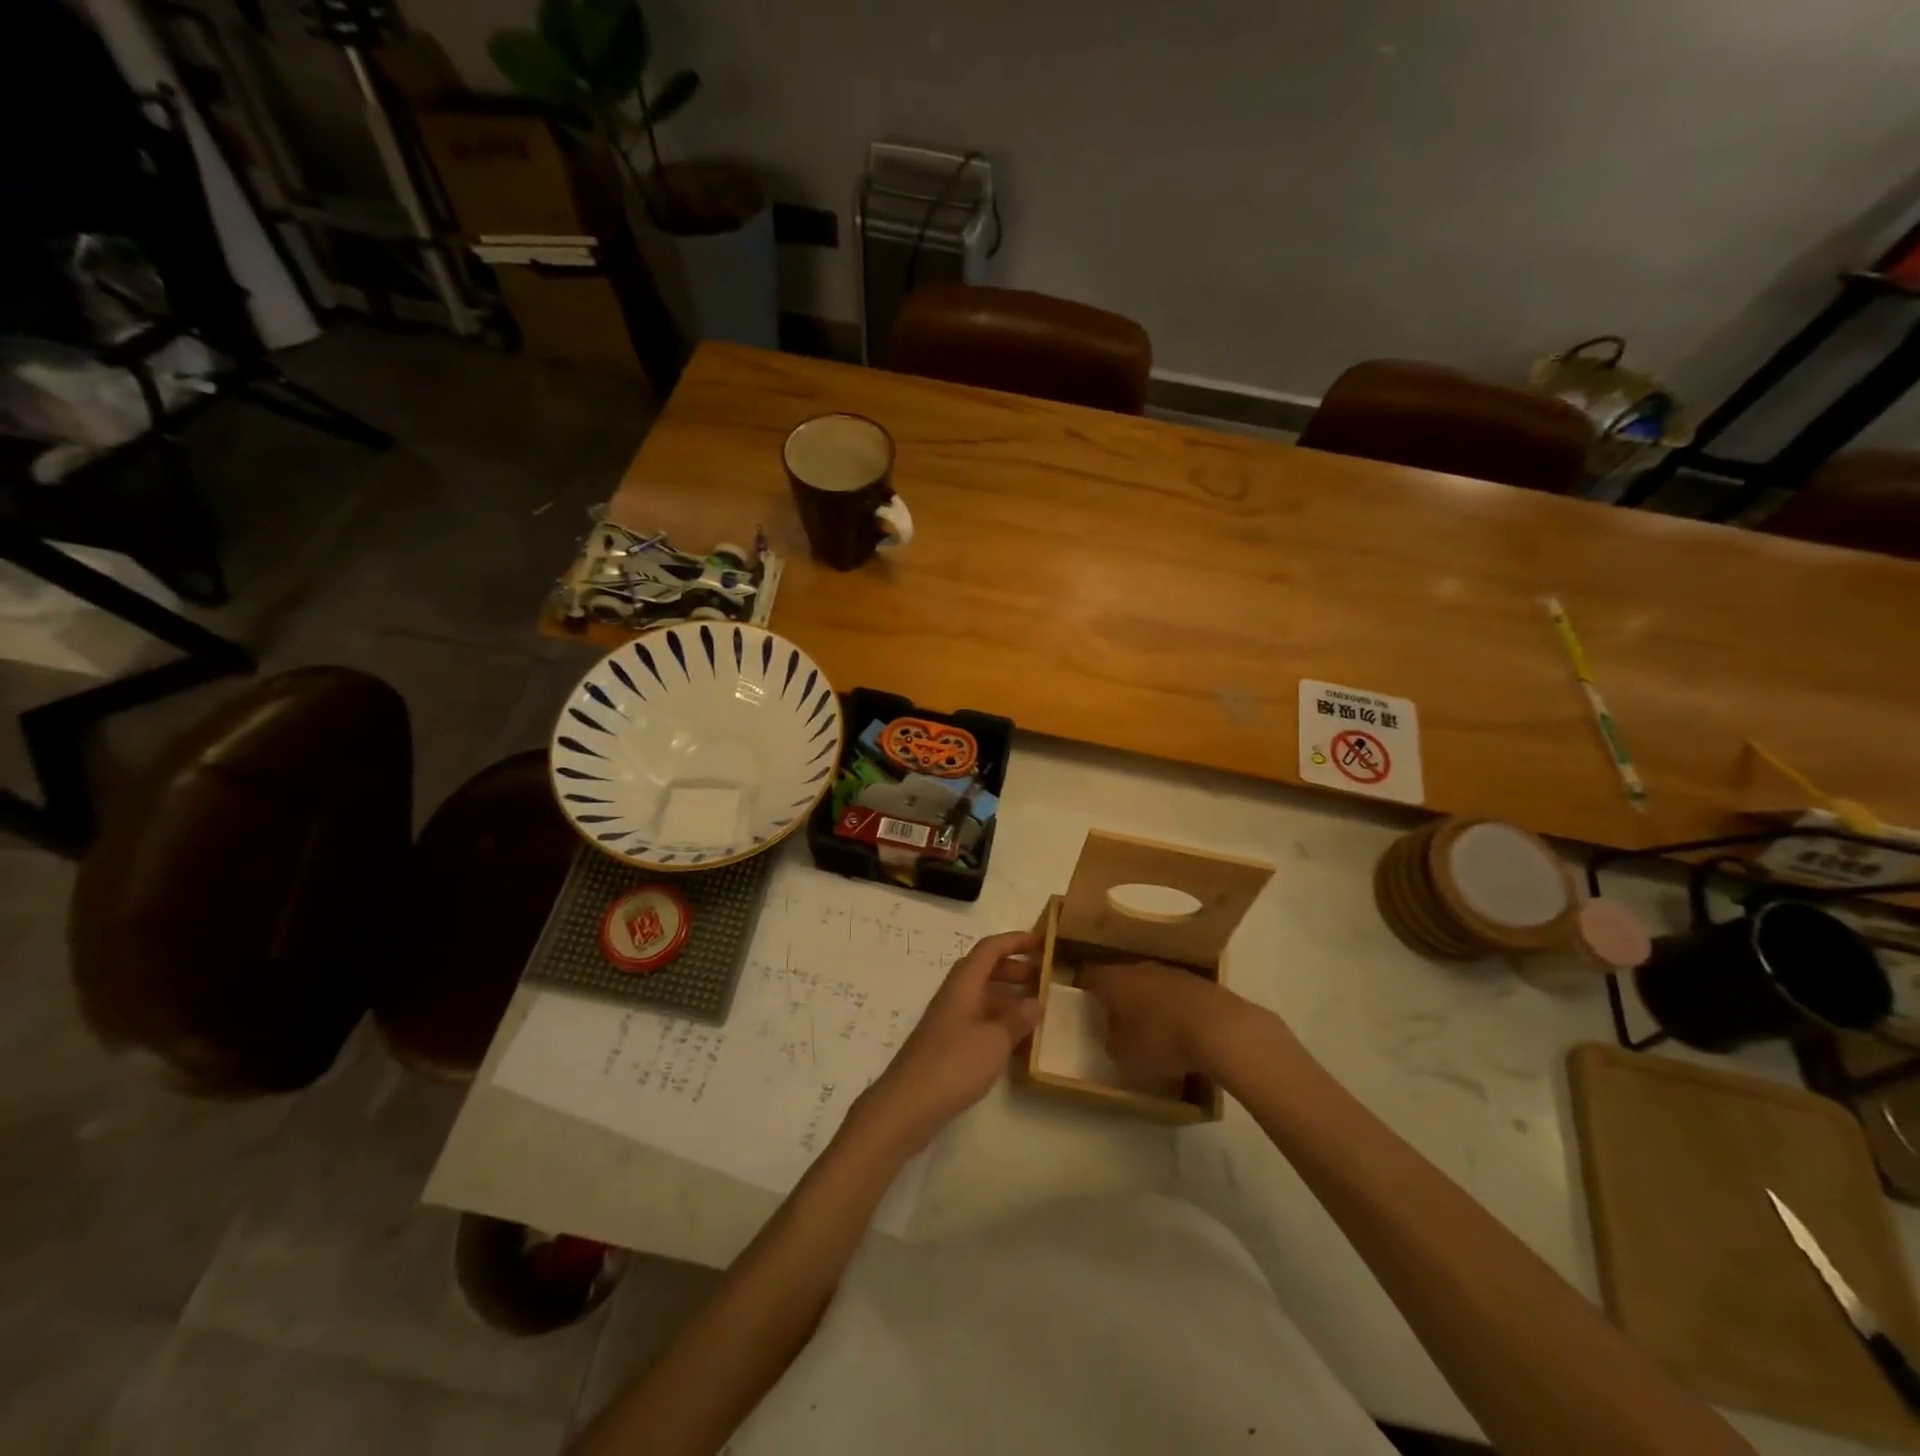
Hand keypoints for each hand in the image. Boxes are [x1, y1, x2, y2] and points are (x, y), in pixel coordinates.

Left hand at [858, 930, 1041, 1151]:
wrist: (908, 1105)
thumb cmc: (953, 1064)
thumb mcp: (995, 1041)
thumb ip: (1016, 1019)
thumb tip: (1034, 1002)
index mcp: (963, 984)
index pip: (990, 949)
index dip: (1015, 941)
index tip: (1041, 942)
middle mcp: (954, 995)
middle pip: (984, 969)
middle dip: (1013, 969)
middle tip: (1041, 979)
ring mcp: (948, 1020)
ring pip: (981, 996)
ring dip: (1007, 997)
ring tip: (1035, 1011)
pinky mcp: (946, 1044)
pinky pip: (977, 1020)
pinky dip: (998, 1022)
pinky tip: (1016, 1042)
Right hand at [1079, 960, 1243, 1082]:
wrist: (1220, 1029)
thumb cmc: (1160, 1040)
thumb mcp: (1122, 1054)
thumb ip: (1111, 1040)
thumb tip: (1114, 1033)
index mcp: (1113, 979)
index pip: (1088, 976)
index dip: (1084, 990)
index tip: (1083, 1007)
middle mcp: (1139, 968)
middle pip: (1121, 978)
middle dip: (1118, 998)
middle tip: (1116, 1022)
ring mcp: (1172, 972)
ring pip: (1150, 985)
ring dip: (1148, 1003)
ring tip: (1151, 1031)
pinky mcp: (1200, 983)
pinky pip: (1176, 996)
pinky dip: (1174, 1010)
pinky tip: (1181, 1033)